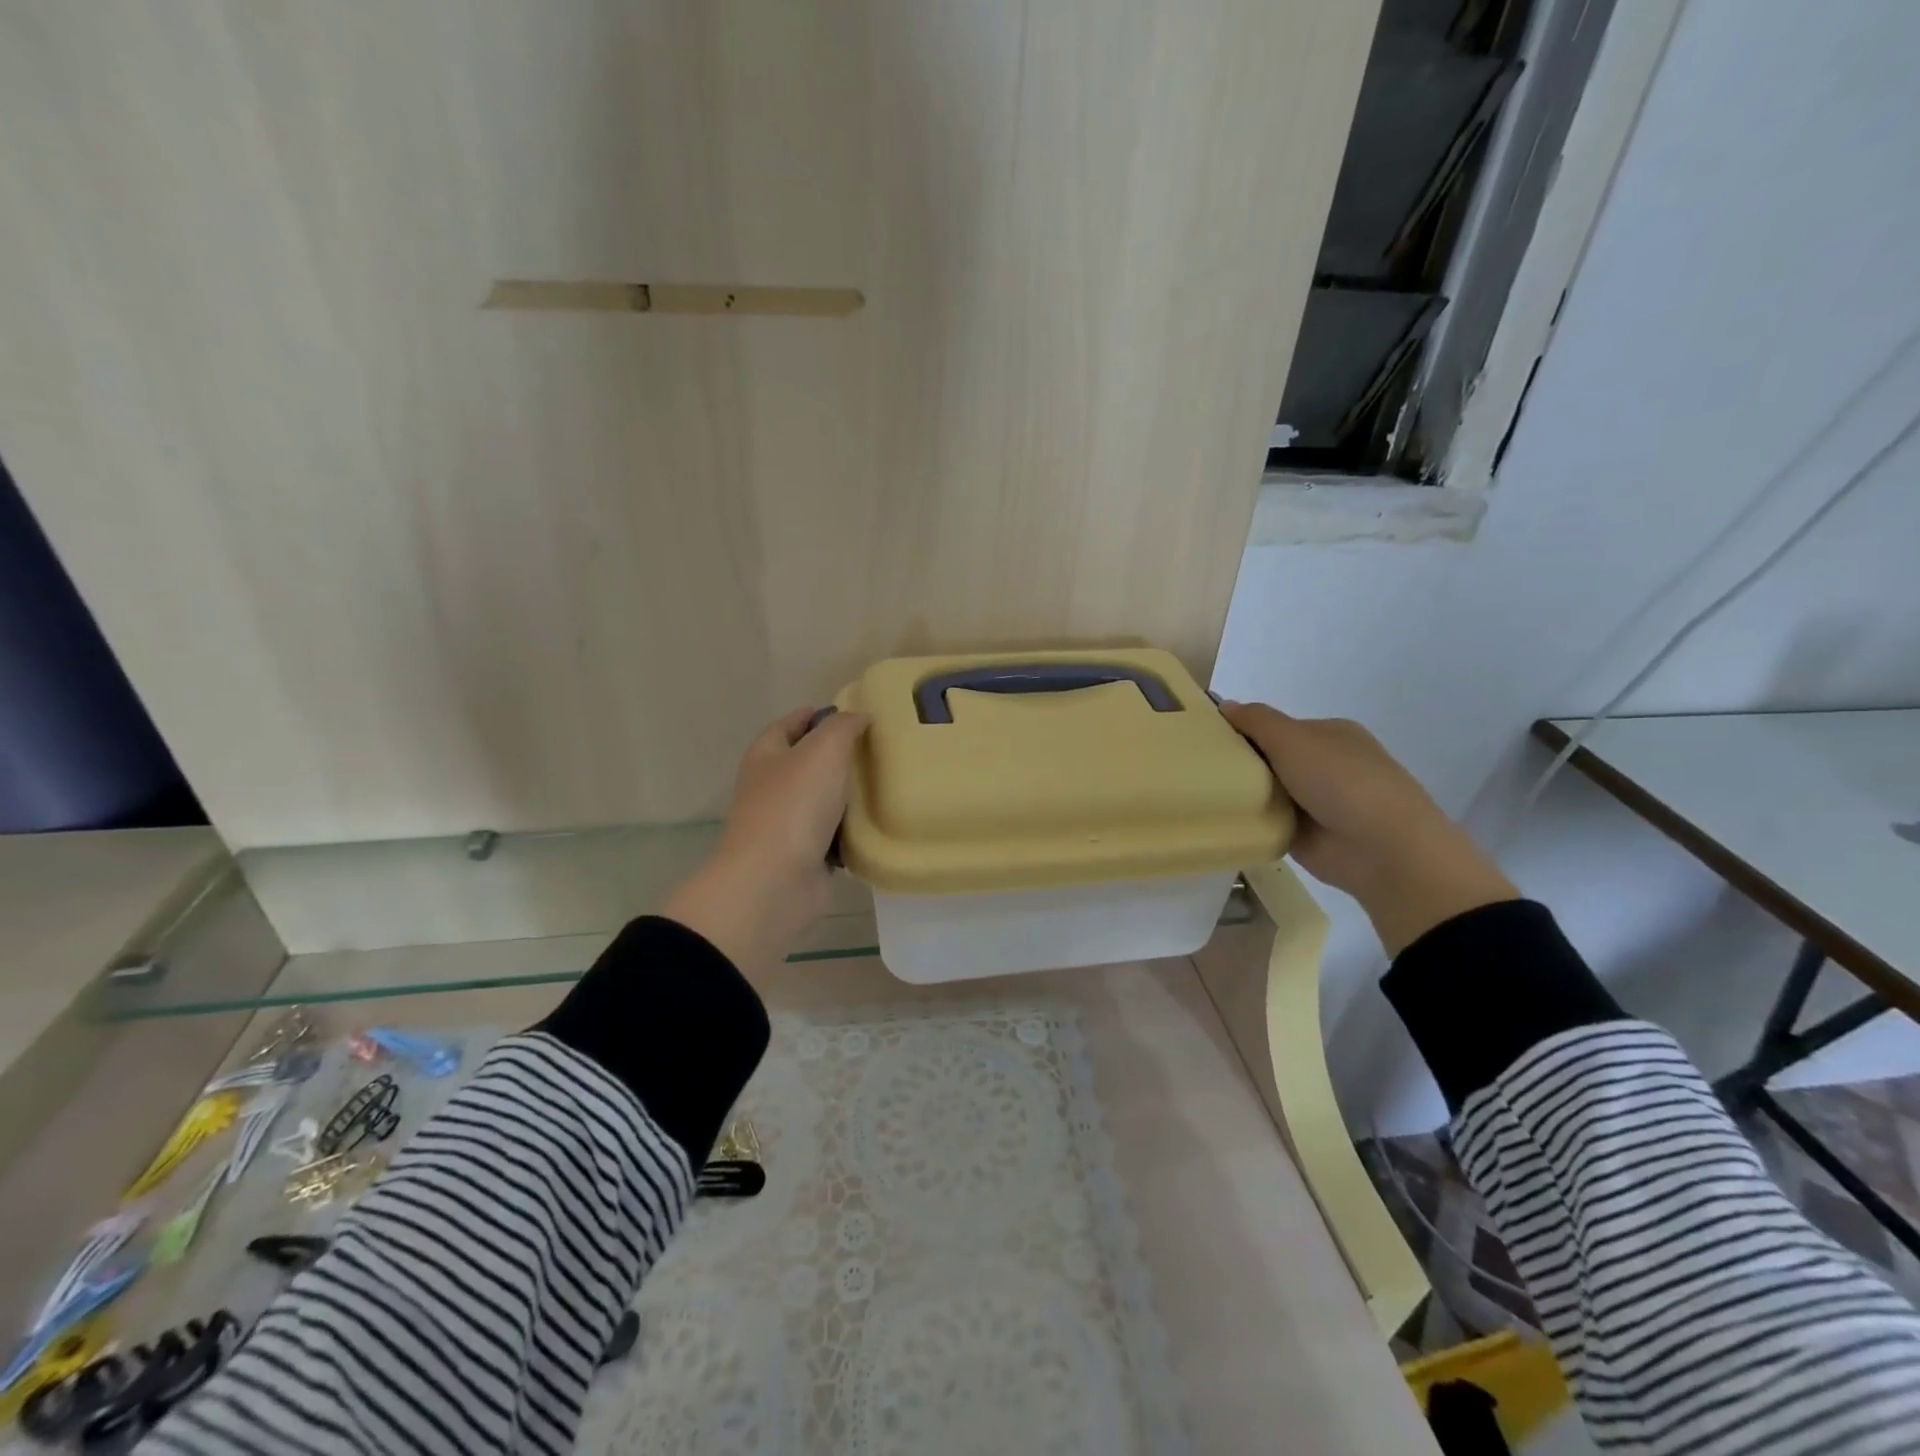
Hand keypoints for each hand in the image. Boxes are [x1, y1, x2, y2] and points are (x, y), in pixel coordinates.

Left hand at [661, 706, 870, 974]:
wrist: (775, 881)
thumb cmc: (794, 805)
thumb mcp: (824, 750)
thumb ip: (843, 727)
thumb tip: (859, 715)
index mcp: (765, 757)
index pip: (787, 726)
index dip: (812, 715)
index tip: (846, 713)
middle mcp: (770, 788)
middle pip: (805, 763)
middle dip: (836, 756)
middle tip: (877, 748)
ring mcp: (785, 825)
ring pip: (821, 801)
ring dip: (847, 796)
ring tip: (886, 783)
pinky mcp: (803, 857)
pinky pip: (832, 837)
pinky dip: (851, 832)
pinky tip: (877, 824)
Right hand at [1220, 702, 1516, 954]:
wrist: (1381, 849)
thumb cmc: (1341, 780)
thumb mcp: (1294, 738)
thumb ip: (1256, 720)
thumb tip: (1223, 704)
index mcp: (1329, 735)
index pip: (1275, 726)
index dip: (1242, 730)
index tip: (1207, 739)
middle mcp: (1324, 765)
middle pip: (1268, 758)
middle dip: (1239, 763)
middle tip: (1198, 768)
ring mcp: (1316, 802)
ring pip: (1266, 791)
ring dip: (1242, 794)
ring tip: (1199, 794)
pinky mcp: (1305, 834)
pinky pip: (1267, 821)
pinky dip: (1249, 822)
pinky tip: (1220, 820)